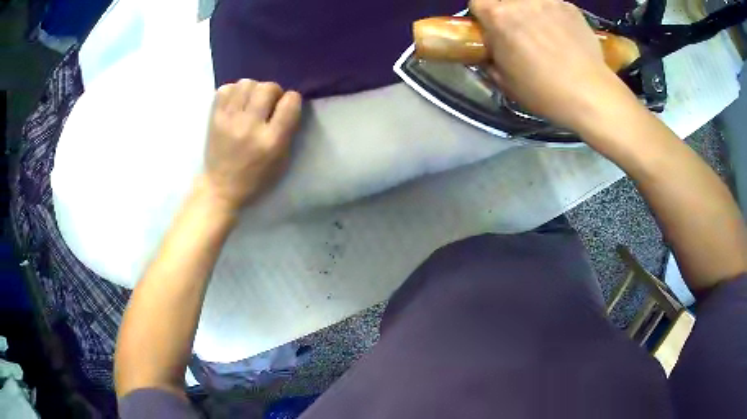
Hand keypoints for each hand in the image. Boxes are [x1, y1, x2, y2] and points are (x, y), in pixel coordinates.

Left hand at [204, 79, 301, 210]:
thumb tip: (287, 103)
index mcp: (271, 140)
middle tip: (268, 103)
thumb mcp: (281, 160)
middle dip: (273, 91)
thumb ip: (288, 131)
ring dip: (253, 88)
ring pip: (246, 83)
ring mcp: (229, 120)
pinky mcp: (214, 118)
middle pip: (268, 87)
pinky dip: (233, 91)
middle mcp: (250, 126)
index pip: (290, 102)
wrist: (220, 187)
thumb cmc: (255, 178)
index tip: (287, 105)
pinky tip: (236, 102)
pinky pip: (225, 89)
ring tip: (251, 101)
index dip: (292, 99)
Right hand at [470, 0, 636, 131]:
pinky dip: (554, 17)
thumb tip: (492, 50)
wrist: (590, 94)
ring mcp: (548, 1)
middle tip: (521, 35)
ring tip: (546, 35)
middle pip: (505, 0)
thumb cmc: (543, 91)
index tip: (493, 31)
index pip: (477, 2)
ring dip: (531, 13)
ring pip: (531, 2)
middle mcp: (520, 1)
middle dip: (508, 14)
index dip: (483, 17)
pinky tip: (565, 37)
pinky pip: (553, 6)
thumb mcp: (505, 81)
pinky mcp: (570, 7)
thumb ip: (492, 57)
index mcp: (498, 16)